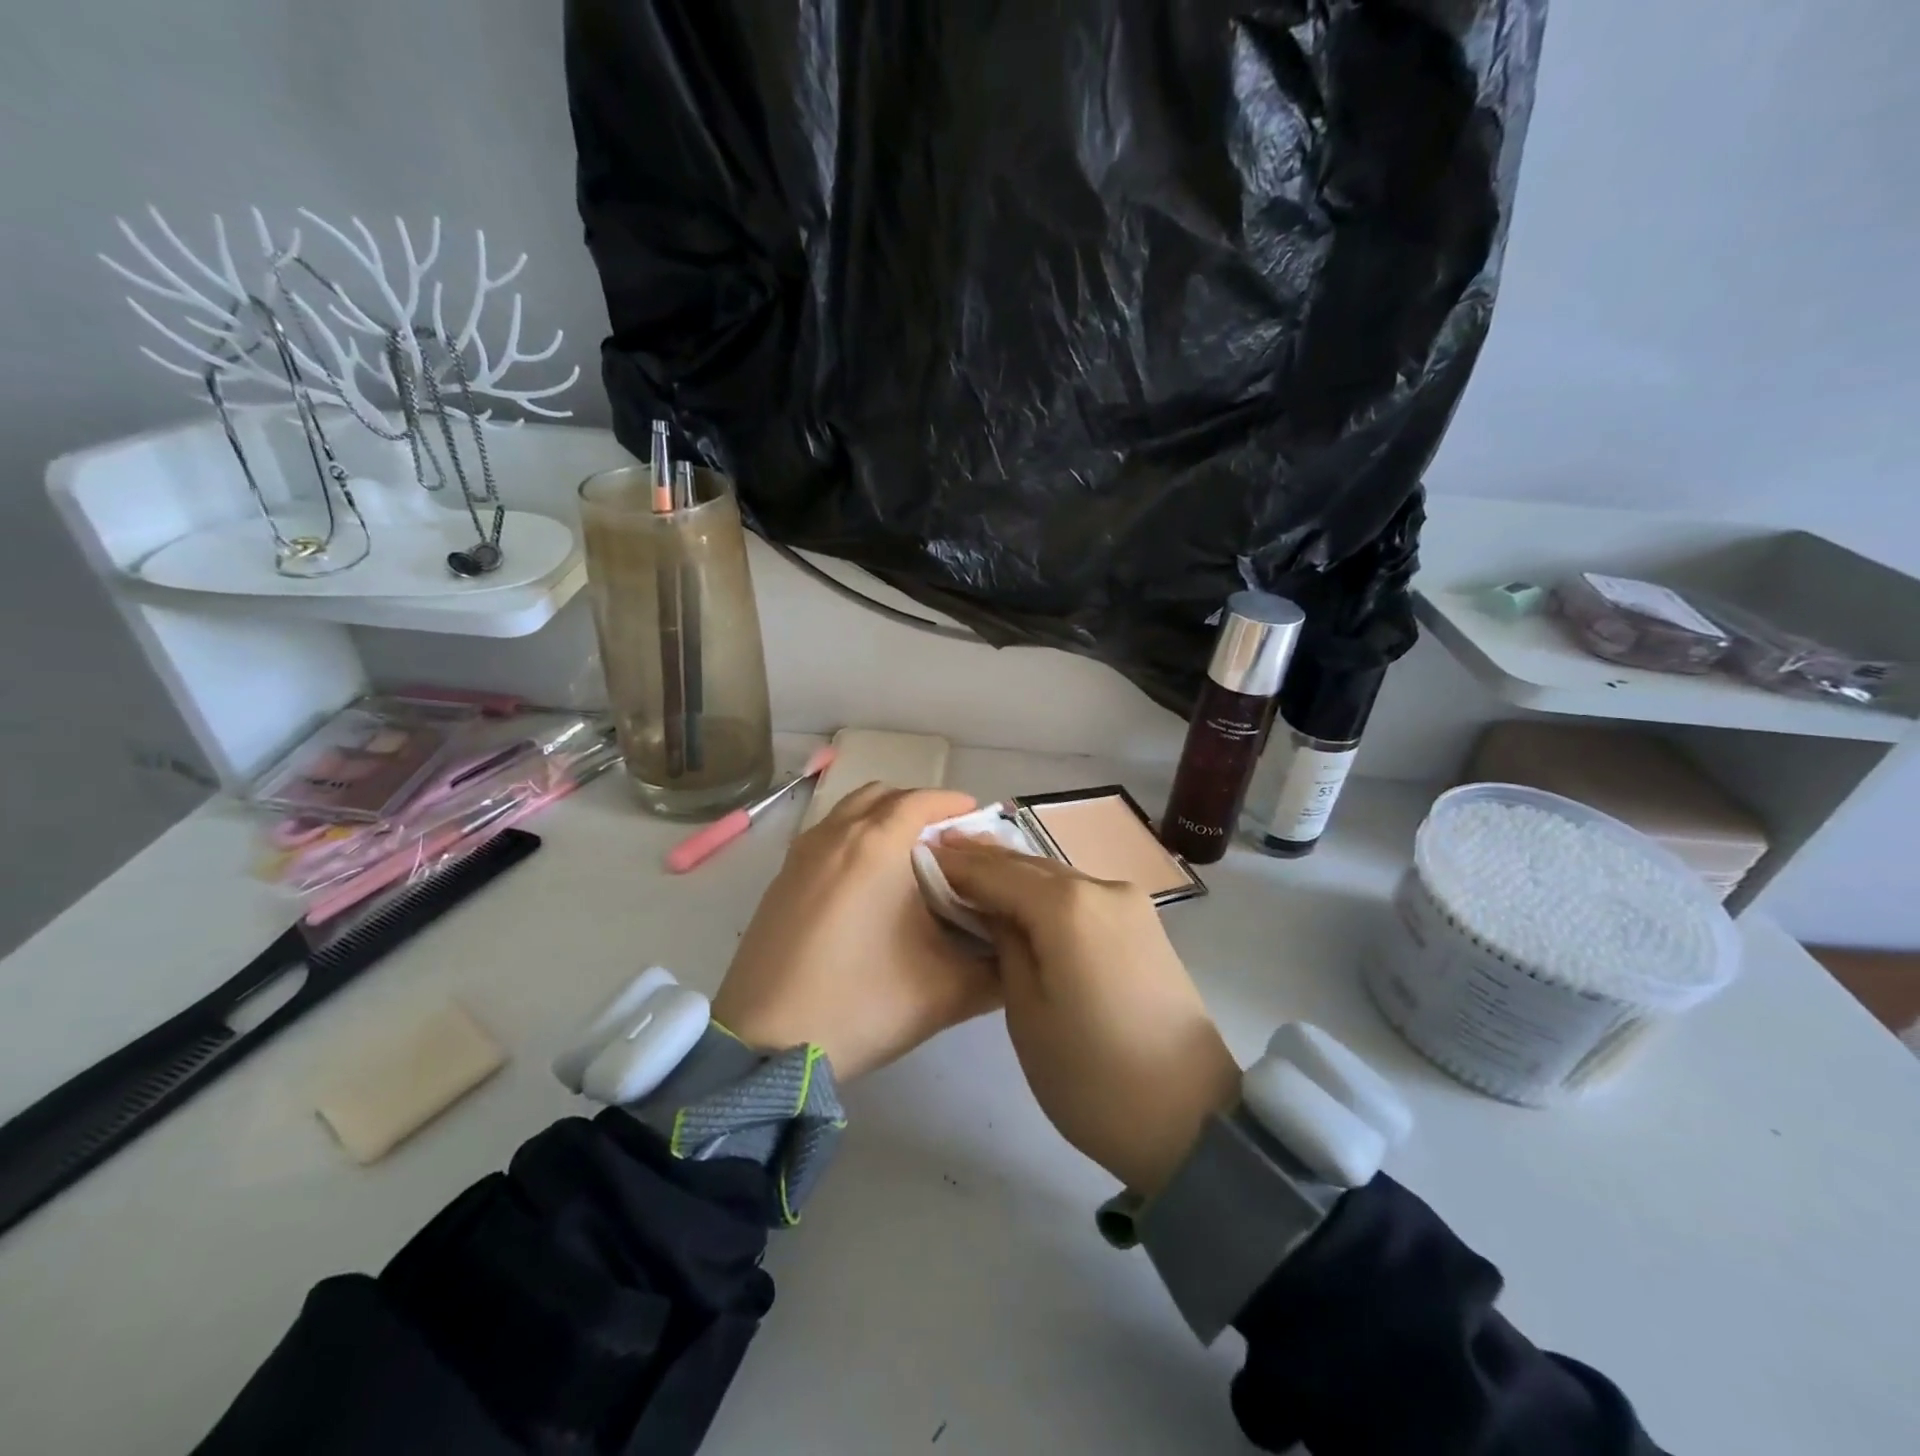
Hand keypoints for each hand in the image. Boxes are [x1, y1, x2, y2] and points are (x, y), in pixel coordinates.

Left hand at [713, 785, 1000, 1080]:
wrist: (764, 1043)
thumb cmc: (860, 1004)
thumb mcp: (945, 992)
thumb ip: (996, 970)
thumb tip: (1020, 954)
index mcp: (877, 846)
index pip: (922, 800)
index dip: (954, 804)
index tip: (977, 820)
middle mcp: (836, 835)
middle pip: (884, 795)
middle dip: (919, 807)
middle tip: (946, 842)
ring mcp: (801, 854)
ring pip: (850, 811)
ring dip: (882, 818)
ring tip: (907, 859)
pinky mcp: (780, 878)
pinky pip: (826, 835)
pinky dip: (853, 837)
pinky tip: (866, 884)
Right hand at [931, 837, 1240, 1195]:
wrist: (1191, 1120)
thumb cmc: (1092, 1075)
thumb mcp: (1026, 1012)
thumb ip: (1006, 945)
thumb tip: (997, 912)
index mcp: (1067, 905)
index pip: (997, 871)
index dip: (956, 865)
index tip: (920, 855)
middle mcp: (1101, 887)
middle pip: (1029, 864)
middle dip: (984, 860)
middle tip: (940, 854)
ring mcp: (1129, 903)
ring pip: (1057, 876)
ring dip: (1016, 874)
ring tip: (973, 873)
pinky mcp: (1144, 924)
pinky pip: (1082, 894)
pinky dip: (1047, 892)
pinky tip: (1022, 899)